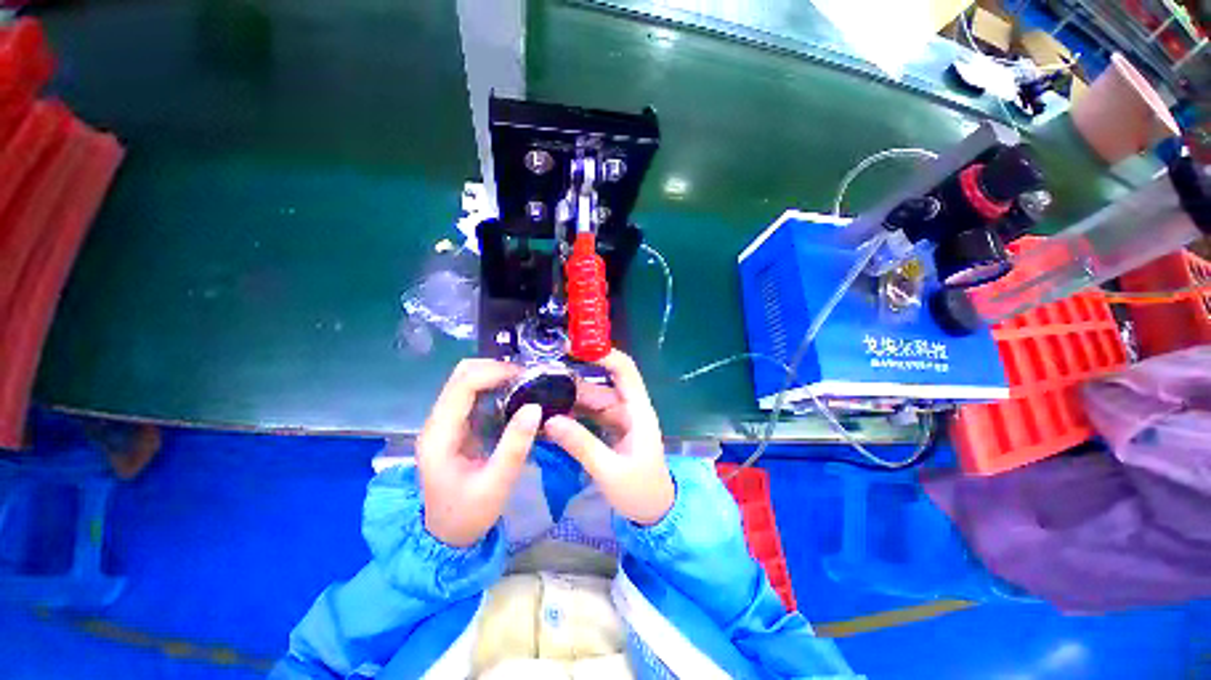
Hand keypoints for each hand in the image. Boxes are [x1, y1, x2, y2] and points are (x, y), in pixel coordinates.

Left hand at [418, 360, 542, 546]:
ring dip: (498, 376)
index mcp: (439, 434)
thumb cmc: (469, 514)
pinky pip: (476, 394)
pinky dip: (497, 389)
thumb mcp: (497, 484)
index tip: (527, 377)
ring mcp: (447, 422)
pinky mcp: (458, 426)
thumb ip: (515, 445)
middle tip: (528, 380)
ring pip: (469, 381)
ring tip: (527, 386)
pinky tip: (517, 398)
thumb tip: (535, 406)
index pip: (463, 385)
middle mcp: (438, 421)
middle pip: (462, 375)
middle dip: (497, 369)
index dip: (495, 372)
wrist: (447, 537)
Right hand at [543, 350, 673, 525]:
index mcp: (637, 411)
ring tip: (538, 395)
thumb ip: (581, 444)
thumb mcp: (610, 471)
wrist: (655, 513)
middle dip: (572, 379)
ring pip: (591, 399)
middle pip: (600, 384)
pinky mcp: (610, 429)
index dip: (603, 354)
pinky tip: (550, 415)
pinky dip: (571, 414)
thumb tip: (548, 420)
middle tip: (540, 377)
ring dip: (568, 397)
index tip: (574, 349)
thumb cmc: (640, 491)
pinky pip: (588, 415)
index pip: (624, 370)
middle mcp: (628, 408)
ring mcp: (618, 419)